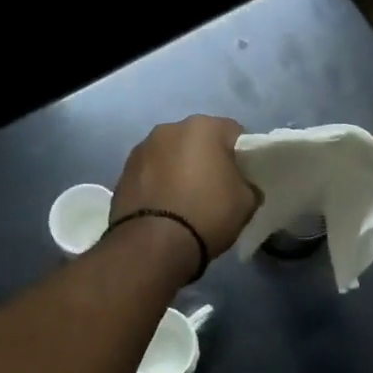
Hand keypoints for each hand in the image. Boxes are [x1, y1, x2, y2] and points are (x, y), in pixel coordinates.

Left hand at [111, 116, 259, 259]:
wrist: (152, 244)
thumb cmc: (207, 214)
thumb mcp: (246, 203)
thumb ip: (249, 185)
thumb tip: (243, 186)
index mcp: (204, 127)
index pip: (234, 133)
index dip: (242, 155)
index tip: (243, 177)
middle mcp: (170, 129)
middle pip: (199, 140)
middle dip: (207, 158)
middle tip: (215, 188)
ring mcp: (142, 149)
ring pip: (171, 154)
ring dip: (179, 168)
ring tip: (185, 199)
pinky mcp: (123, 171)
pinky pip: (151, 172)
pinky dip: (159, 183)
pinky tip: (164, 207)